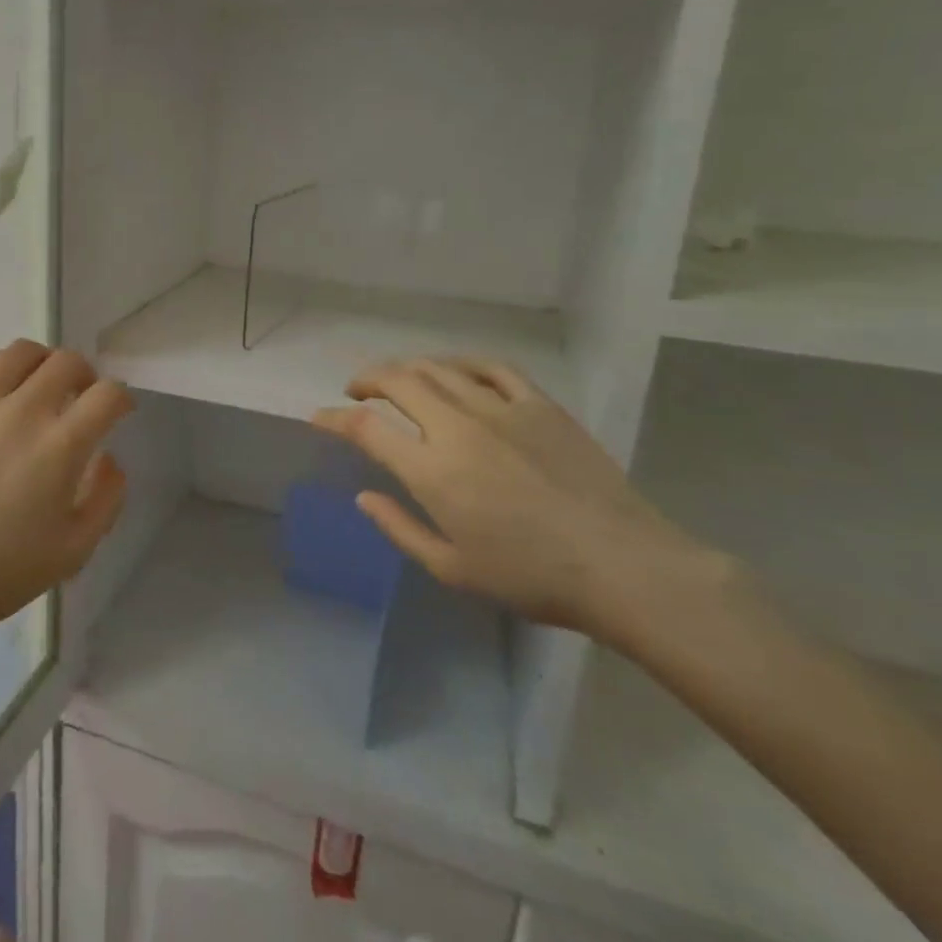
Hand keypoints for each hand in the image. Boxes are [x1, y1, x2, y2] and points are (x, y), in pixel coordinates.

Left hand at [0, 341, 133, 670]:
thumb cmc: (0, 571)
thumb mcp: (74, 550)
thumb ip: (106, 498)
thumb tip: (108, 458)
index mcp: (60, 445)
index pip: (107, 395)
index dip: (121, 398)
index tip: (116, 411)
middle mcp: (20, 411)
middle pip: (66, 362)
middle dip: (85, 374)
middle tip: (79, 393)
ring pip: (18, 353)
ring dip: (41, 363)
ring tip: (37, 383)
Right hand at [312, 359, 705, 639]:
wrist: (622, 566)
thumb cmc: (530, 577)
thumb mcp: (451, 569)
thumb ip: (399, 528)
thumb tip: (365, 497)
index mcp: (432, 470)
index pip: (366, 428)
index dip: (335, 418)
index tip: (320, 417)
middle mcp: (458, 427)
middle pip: (398, 381)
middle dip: (368, 380)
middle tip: (357, 392)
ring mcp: (501, 409)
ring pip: (440, 367)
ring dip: (409, 368)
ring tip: (399, 378)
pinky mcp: (540, 405)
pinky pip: (493, 367)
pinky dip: (463, 363)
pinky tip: (456, 371)